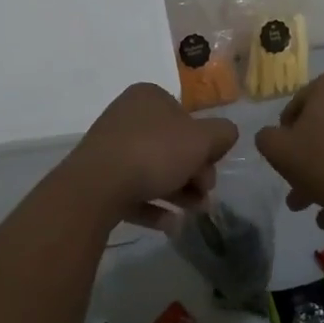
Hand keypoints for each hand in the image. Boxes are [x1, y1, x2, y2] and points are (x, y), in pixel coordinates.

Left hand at [64, 83, 238, 229]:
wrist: (96, 187)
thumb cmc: (154, 152)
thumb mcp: (201, 139)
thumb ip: (222, 133)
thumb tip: (226, 135)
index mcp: (149, 97)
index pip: (186, 116)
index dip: (204, 143)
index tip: (213, 166)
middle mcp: (128, 116)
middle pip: (172, 145)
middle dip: (194, 172)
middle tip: (205, 195)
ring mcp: (110, 147)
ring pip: (153, 169)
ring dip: (178, 192)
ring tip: (193, 214)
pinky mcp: (98, 179)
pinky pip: (133, 191)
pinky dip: (154, 206)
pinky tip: (171, 225)